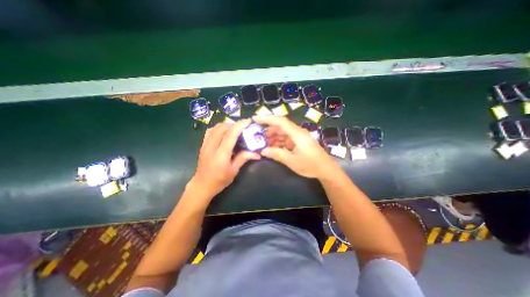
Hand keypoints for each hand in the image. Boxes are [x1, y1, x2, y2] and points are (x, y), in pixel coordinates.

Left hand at [191, 120, 260, 197]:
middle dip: (234, 124)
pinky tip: (224, 133)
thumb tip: (257, 153)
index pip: (230, 135)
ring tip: (235, 130)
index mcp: (221, 154)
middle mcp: (211, 147)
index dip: (240, 126)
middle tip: (243, 128)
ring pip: (215, 127)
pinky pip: (210, 131)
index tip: (248, 121)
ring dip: (226, 125)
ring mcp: (205, 145)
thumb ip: (244, 158)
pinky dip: (218, 128)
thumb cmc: (219, 180)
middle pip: (222, 128)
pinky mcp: (202, 145)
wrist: (202, 185)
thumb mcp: (234, 171)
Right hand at [255, 115, 336, 178]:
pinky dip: (278, 142)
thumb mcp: (292, 161)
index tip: (255, 119)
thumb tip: (262, 151)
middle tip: (256, 137)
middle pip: (280, 127)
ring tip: (262, 144)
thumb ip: (277, 154)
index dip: (267, 118)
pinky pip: (286, 139)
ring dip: (272, 137)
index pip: (280, 121)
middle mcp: (298, 132)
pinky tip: (271, 148)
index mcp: (297, 134)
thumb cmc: (310, 165)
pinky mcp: (299, 142)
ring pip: (282, 133)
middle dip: (268, 131)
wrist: (326, 169)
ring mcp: (298, 137)